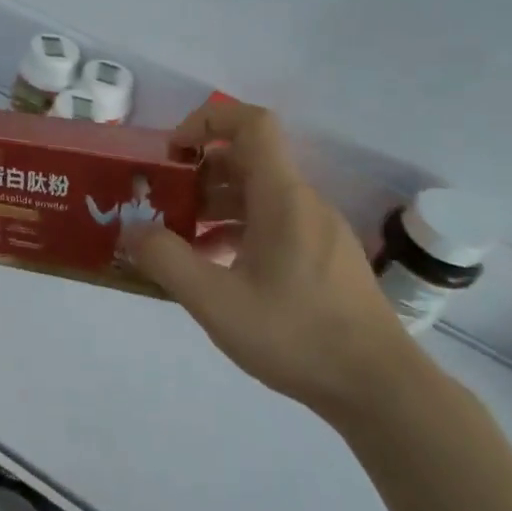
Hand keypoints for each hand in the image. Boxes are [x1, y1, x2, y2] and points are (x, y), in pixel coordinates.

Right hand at [122, 100, 421, 418]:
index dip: (207, 121)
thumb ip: (166, 260)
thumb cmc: (297, 335)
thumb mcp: (215, 301)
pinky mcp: (324, 257)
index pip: (251, 124)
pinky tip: (215, 267)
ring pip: (258, 194)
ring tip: (179, 238)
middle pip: (247, 160)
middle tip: (161, 202)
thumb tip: (131, 231)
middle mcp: (303, 202)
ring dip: (214, 204)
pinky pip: (273, 223)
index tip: (171, 152)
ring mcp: (318, 230)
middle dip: (197, 172)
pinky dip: (237, 229)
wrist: (380, 389)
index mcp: (282, 197)